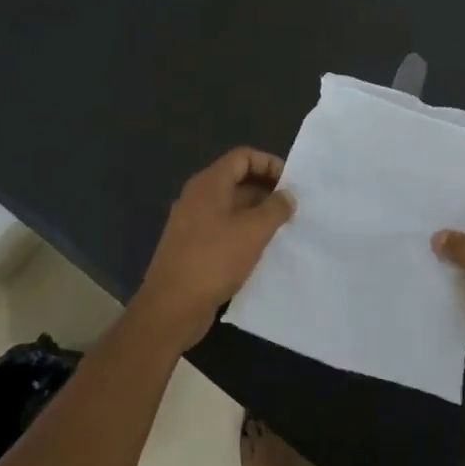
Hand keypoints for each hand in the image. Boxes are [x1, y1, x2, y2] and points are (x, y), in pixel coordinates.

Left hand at [135, 147, 293, 350]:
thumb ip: (275, 208)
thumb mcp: (253, 231)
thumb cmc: (214, 261)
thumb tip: (287, 195)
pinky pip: (224, 227)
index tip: (291, 184)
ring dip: (258, 212)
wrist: (171, 308)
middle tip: (292, 207)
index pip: (243, 156)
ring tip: (283, 229)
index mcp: (209, 184)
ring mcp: (193, 222)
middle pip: (237, 179)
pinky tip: (262, 249)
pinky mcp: (193, 246)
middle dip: (267, 189)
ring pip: (232, 206)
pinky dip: (244, 231)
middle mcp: (198, 197)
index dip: (269, 163)